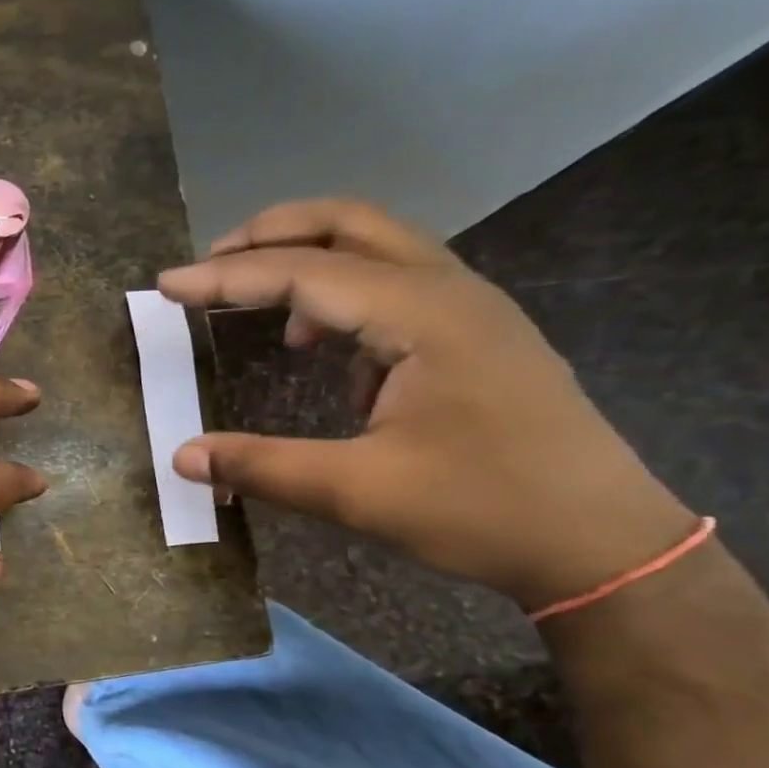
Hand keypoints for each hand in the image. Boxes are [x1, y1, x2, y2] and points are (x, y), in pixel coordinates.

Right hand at [159, 199, 693, 610]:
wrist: (603, 543)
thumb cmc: (483, 510)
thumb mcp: (358, 493)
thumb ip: (262, 468)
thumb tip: (182, 457)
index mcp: (421, 316)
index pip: (303, 274)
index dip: (225, 278)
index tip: (165, 286)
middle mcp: (449, 291)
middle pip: (349, 225)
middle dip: (271, 234)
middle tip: (210, 264)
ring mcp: (469, 310)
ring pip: (377, 249)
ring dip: (308, 261)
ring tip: (255, 304)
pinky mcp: (475, 337)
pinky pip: (397, 287)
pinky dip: (343, 299)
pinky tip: (323, 351)